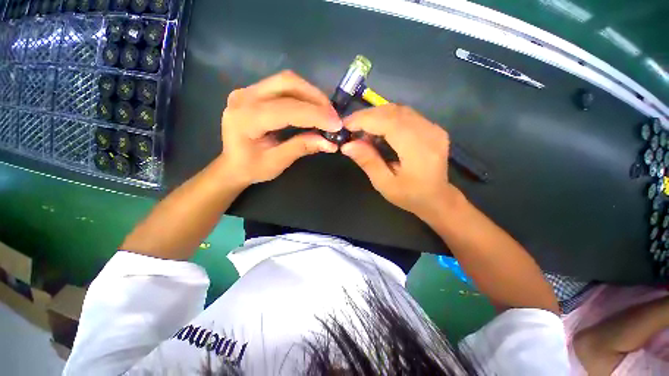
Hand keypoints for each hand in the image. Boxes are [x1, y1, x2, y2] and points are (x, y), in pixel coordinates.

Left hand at [220, 70, 340, 185]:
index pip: (287, 109)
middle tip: (333, 116)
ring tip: (326, 113)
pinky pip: (283, 85)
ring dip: (311, 95)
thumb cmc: (251, 168)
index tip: (337, 125)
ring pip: (287, 81)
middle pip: (287, 83)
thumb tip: (330, 143)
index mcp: (246, 119)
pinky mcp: (254, 91)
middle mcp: (244, 97)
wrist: (231, 164)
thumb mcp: (277, 162)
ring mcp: (248, 90)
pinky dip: (303, 95)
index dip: (315, 115)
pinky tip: (313, 108)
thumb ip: (302, 147)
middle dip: (316, 99)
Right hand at [342, 104, 453, 220]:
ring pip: (399, 110)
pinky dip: (387, 118)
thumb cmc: (409, 196)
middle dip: (367, 116)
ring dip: (376, 115)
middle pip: (394, 112)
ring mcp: (433, 127)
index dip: (364, 120)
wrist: (437, 198)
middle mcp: (429, 133)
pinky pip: (405, 115)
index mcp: (418, 150)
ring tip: (361, 128)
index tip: (345, 125)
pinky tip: (377, 129)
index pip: (389, 123)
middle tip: (350, 127)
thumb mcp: (384, 183)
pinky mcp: (432, 127)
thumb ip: (368, 161)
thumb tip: (347, 145)